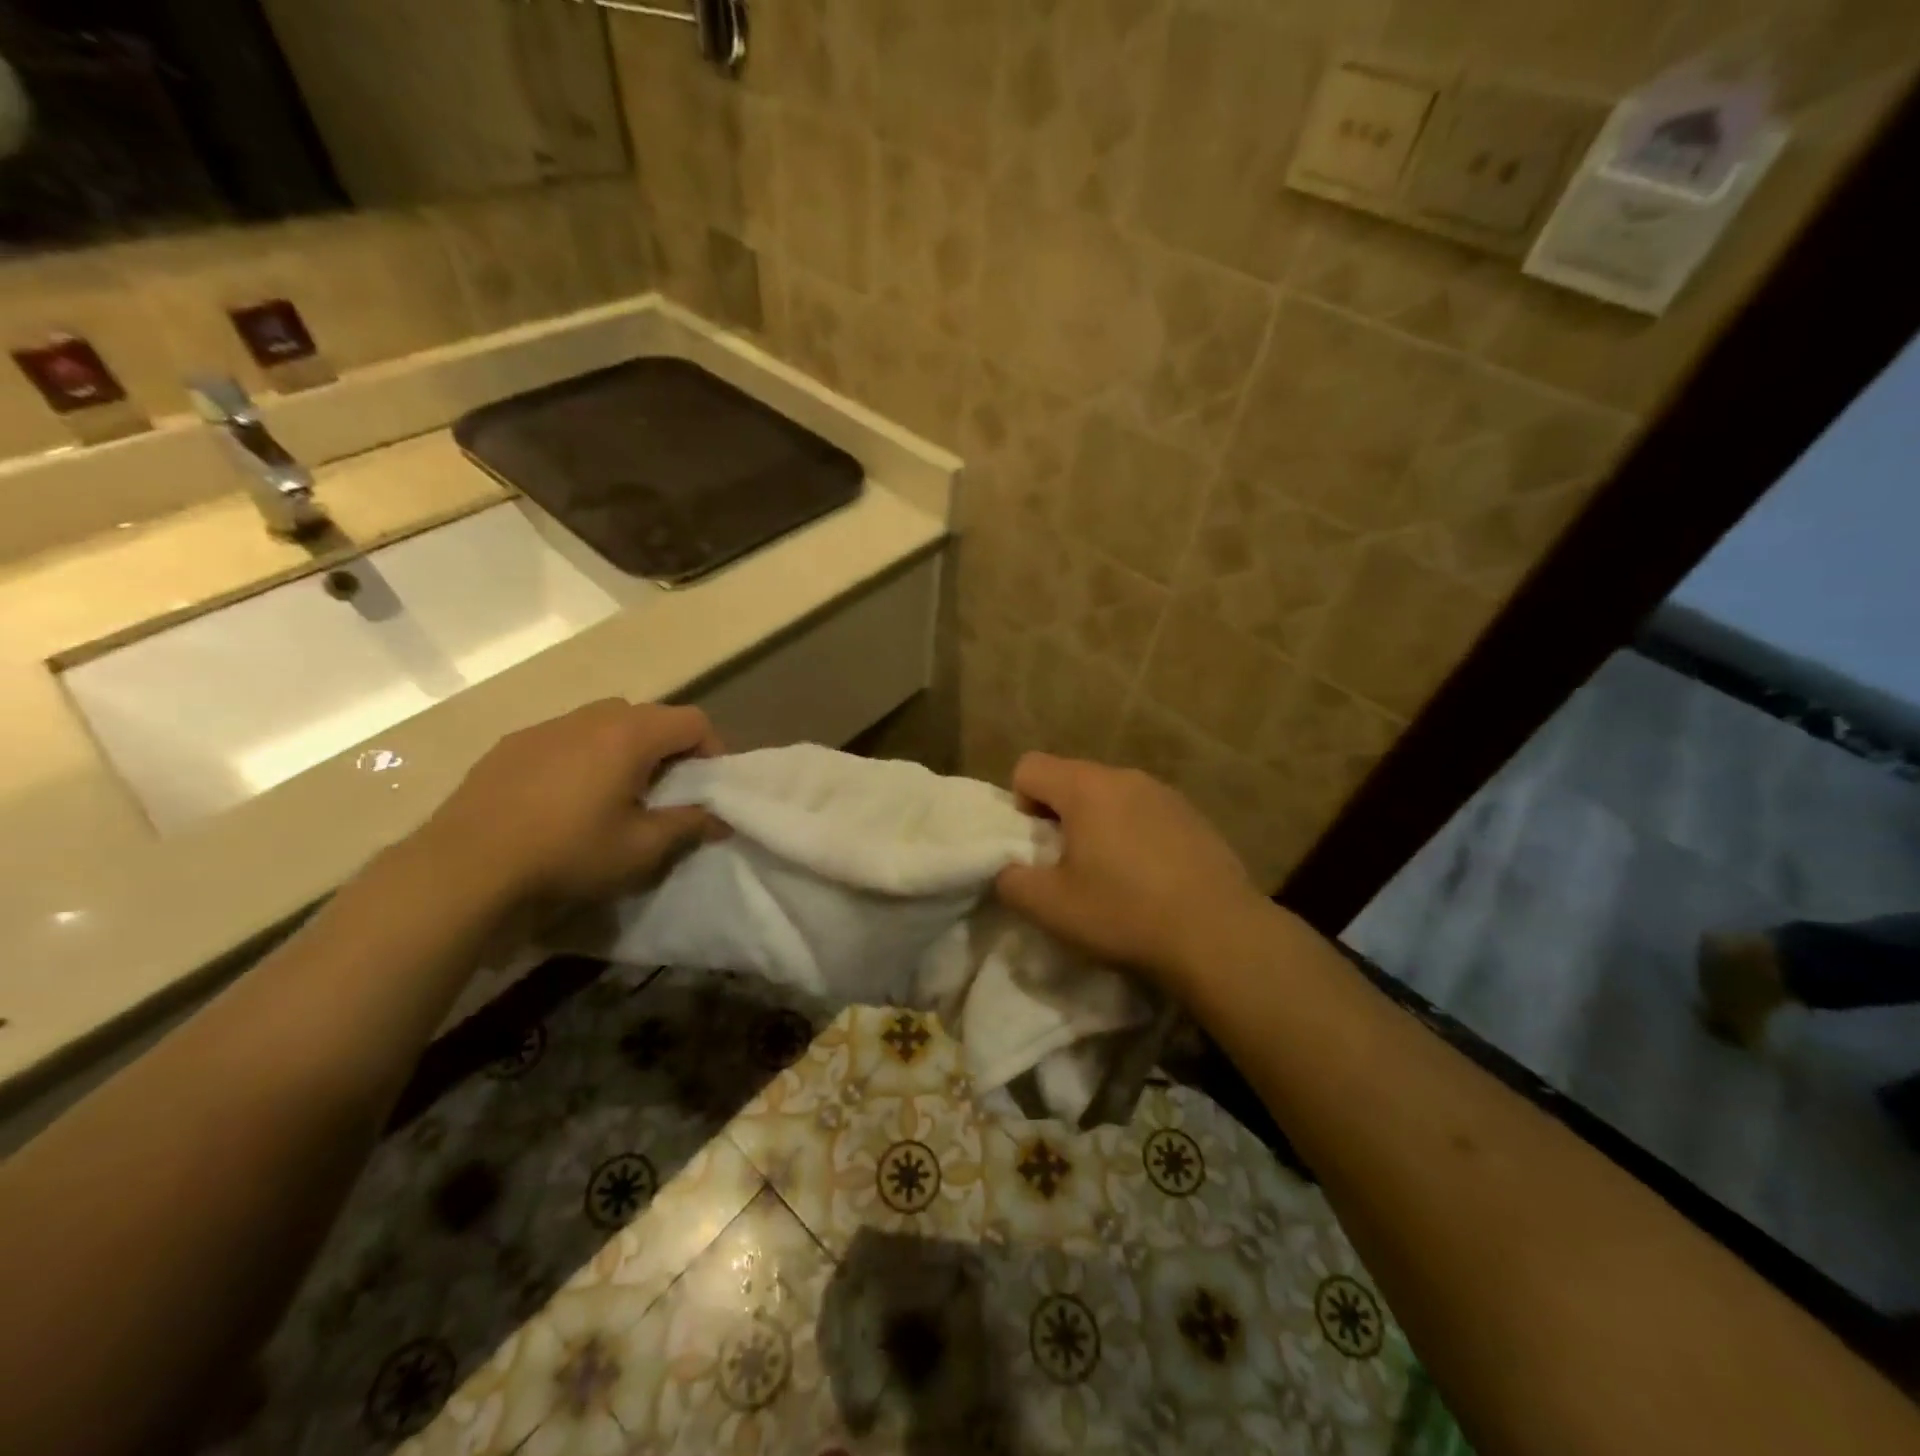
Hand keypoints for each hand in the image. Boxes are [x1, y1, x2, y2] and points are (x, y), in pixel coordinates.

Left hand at [414, 699, 723, 903]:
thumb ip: (688, 825)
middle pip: (650, 716)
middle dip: (669, 748)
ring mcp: (546, 727)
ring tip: (617, 793)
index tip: (708, 787)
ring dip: (625, 749)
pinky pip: (566, 737)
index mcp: (629, 734)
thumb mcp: (641, 848)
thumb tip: (721, 819)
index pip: (693, 720)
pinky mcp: (512, 744)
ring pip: (605, 723)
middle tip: (666, 790)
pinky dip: (584, 756)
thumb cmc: (568, 853)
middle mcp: (590, 717)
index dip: (713, 750)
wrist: (464, 866)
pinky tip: (566, 799)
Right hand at [994, 752, 1266, 988]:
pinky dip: (1134, 834)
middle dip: (1059, 815)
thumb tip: (1007, 869)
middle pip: (1071, 778)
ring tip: (1112, 874)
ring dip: (1098, 824)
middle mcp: (1125, 777)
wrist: (1218, 934)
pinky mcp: (1194, 816)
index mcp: (1085, 788)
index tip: (1037, 846)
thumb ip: (1011, 880)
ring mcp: (1165, 794)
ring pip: (1111, 795)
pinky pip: (1145, 812)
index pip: (1029, 766)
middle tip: (1069, 865)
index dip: (1019, 803)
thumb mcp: (1049, 907)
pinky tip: (1151, 878)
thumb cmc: (1124, 913)